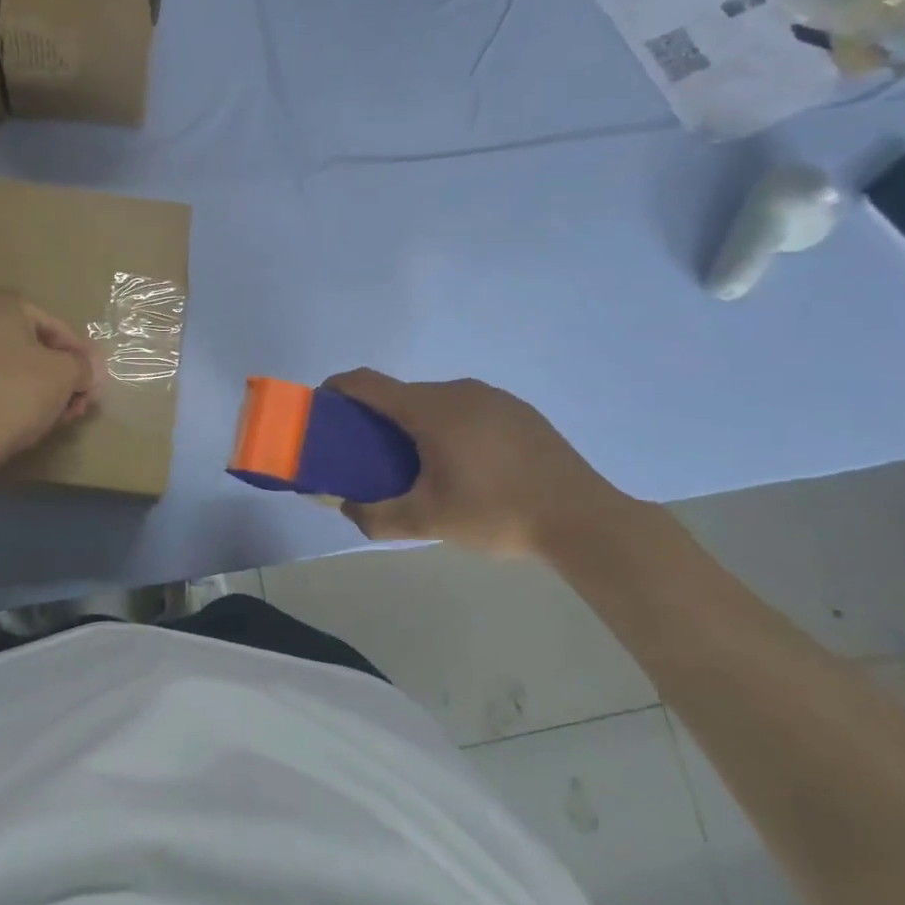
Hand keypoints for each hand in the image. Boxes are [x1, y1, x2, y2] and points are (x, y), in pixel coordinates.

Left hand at [0, 289, 100, 472]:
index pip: (55, 326)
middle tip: (82, 401)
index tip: (96, 379)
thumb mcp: (65, 374)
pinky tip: (33, 419)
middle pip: (32, 346)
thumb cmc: (16, 394)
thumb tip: (89, 370)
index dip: (82, 354)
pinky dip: (14, 394)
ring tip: (62, 415)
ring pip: (12, 366)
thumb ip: (84, 365)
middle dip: (62, 374)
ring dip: (42, 388)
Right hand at [324, 369, 629, 557]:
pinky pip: (467, 409)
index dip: (337, 388)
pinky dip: (449, 426)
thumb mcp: (428, 521)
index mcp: (430, 409)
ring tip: (420, 464)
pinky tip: (466, 464)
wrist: (583, 519)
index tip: (322, 407)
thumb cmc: (496, 513)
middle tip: (371, 454)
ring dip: (416, 423)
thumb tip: (345, 507)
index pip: (367, 383)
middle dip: (377, 417)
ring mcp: (492, 397)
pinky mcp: (518, 411)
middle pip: (401, 394)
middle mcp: (458, 391)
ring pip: (436, 401)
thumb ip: (376, 516)